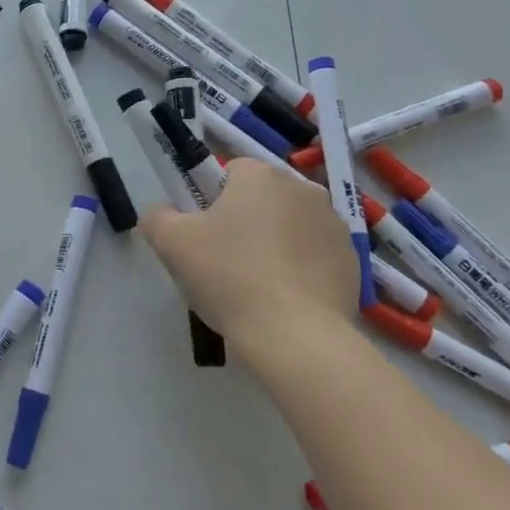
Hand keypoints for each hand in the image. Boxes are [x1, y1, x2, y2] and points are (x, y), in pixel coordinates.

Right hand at [138, 159, 360, 353]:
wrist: (295, 337)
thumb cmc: (229, 278)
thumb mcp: (172, 244)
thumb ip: (157, 217)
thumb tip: (160, 214)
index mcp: (261, 176)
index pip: (229, 172)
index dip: (211, 201)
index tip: (203, 235)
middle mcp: (303, 188)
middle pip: (262, 198)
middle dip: (244, 221)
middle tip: (224, 262)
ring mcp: (334, 224)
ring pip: (290, 226)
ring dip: (275, 243)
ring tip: (257, 286)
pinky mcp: (353, 260)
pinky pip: (315, 255)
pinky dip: (301, 269)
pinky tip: (285, 300)